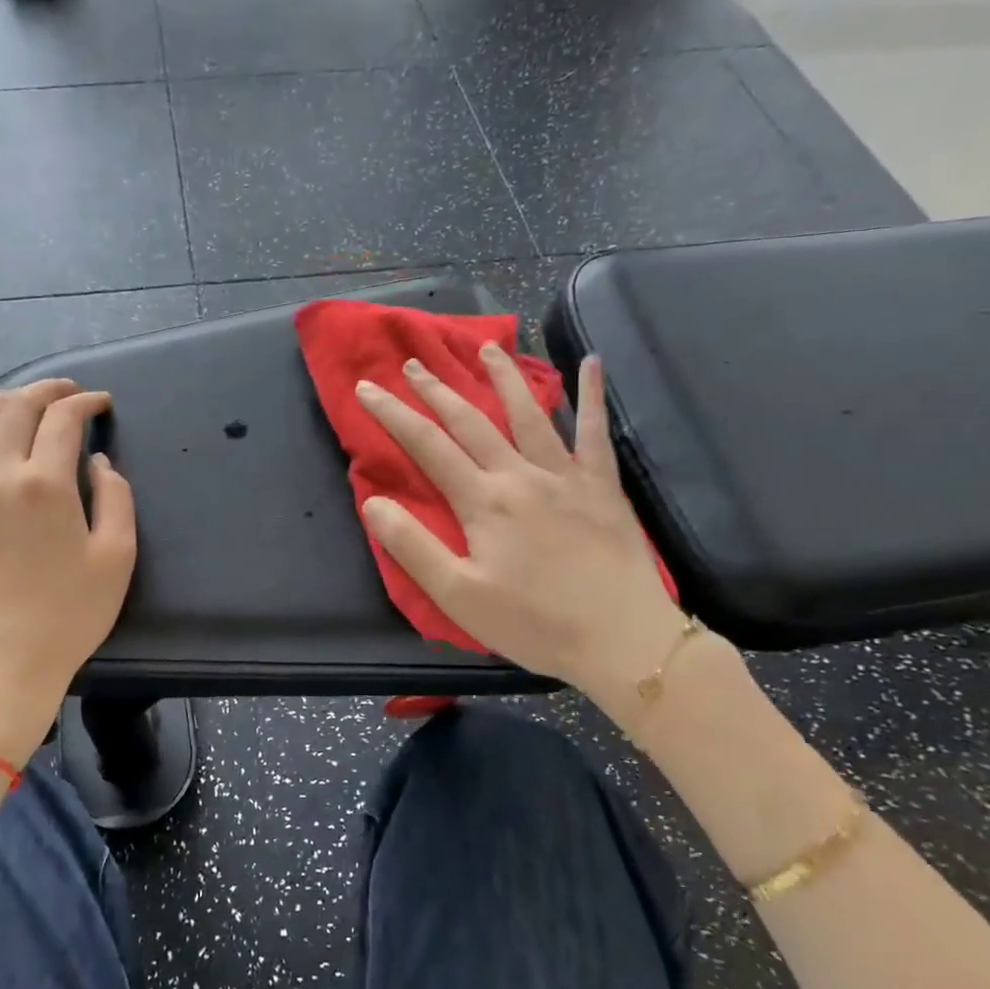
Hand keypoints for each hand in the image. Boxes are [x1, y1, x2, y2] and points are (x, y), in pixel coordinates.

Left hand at [0, 378, 135, 713]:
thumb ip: (115, 499)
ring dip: (0, 402)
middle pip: (14, 409)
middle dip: (45, 389)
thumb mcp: (116, 557)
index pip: (61, 420)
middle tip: (68, 391)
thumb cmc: (69, 614)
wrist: (3, 662)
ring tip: (22, 401)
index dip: (85, 402)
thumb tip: (98, 464)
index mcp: (45, 484)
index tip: (102, 404)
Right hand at [356, 349, 683, 717]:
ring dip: (503, 378)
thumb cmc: (534, 624)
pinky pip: (595, 432)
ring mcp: (566, 476)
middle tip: (414, 363)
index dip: (393, 414)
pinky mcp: (602, 486)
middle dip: (437, 389)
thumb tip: (372, 502)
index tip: (367, 388)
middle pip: (471, 421)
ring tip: (486, 347)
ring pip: (528, 414)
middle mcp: (521, 475)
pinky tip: (591, 362)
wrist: (621, 641)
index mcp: (483, 501)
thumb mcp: (458, 596)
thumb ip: (412, 547)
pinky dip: (592, 396)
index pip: (427, 446)